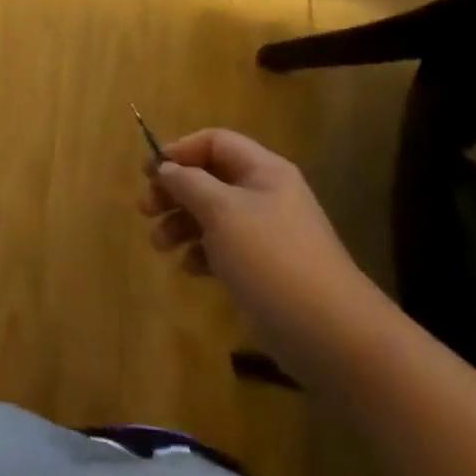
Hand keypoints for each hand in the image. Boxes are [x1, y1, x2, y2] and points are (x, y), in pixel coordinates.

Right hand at [137, 128, 386, 372]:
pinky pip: (223, 247)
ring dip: (181, 224)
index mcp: (263, 171)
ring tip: (159, 245)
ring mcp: (266, 234)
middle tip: (145, 210)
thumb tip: (167, 169)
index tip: (149, 173)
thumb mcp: (221, 211)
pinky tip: (190, 268)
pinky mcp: (264, 268)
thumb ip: (188, 183)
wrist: (330, 333)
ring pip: (212, 214)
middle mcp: (266, 195)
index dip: (180, 151)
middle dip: (174, 191)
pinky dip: (201, 252)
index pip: (215, 142)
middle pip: (209, 178)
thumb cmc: (271, 258)